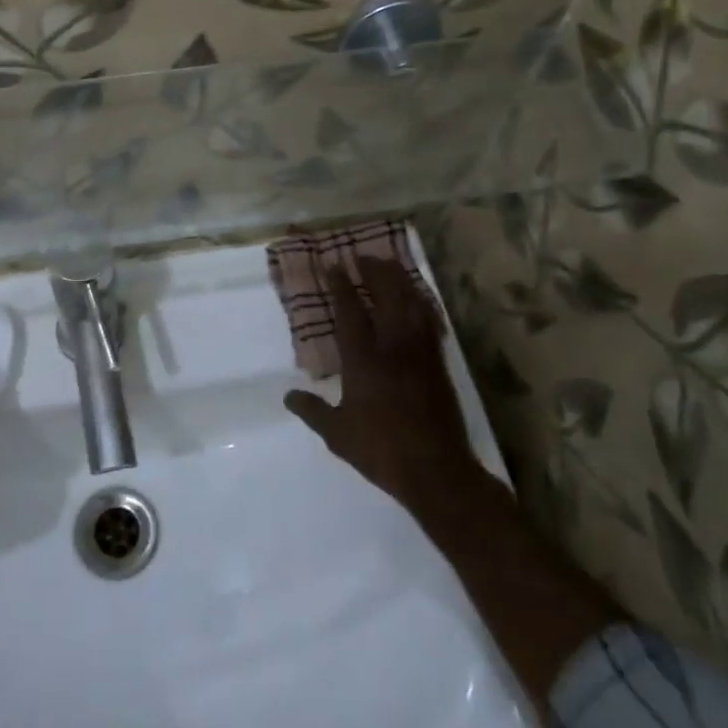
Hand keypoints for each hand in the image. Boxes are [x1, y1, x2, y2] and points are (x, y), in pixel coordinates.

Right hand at [283, 258, 483, 522]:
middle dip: (374, 272)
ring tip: (389, 265)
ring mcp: (420, 353)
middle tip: (362, 256)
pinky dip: (421, 302)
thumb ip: (312, 411)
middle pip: (386, 296)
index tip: (333, 264)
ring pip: (412, 304)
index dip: (340, 285)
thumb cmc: (381, 450)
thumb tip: (289, 396)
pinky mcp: (438, 363)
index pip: (350, 311)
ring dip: (399, 280)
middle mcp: (393, 347)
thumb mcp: (338, 434)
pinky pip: (430, 322)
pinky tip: (417, 298)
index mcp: (364, 360)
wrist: (437, 471)